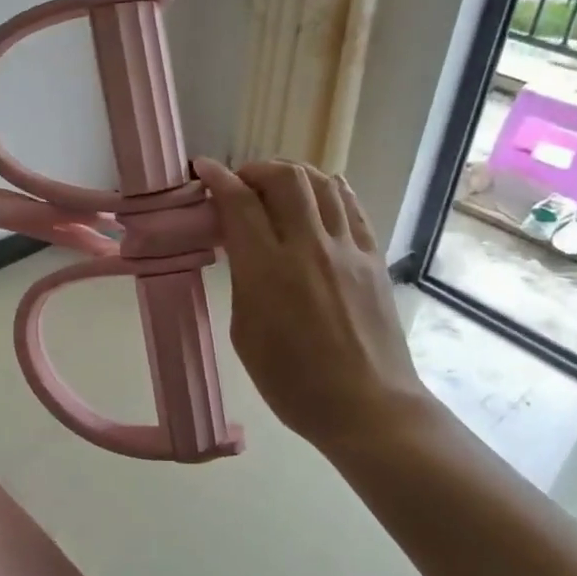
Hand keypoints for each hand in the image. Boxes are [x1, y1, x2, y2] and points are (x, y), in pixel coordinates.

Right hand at [194, 158, 434, 450]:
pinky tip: (321, 191)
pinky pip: (352, 206)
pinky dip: (331, 189)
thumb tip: (242, 247)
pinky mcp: (373, 258)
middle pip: (284, 178)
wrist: (367, 407)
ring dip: (293, 174)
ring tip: (278, 184)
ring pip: (322, 183)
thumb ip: (242, 280)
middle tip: (242, 182)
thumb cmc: (292, 383)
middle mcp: (308, 247)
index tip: (203, 168)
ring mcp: (347, 250)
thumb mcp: (245, 332)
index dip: (218, 177)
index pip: (239, 202)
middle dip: (256, 169)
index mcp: (267, 270)